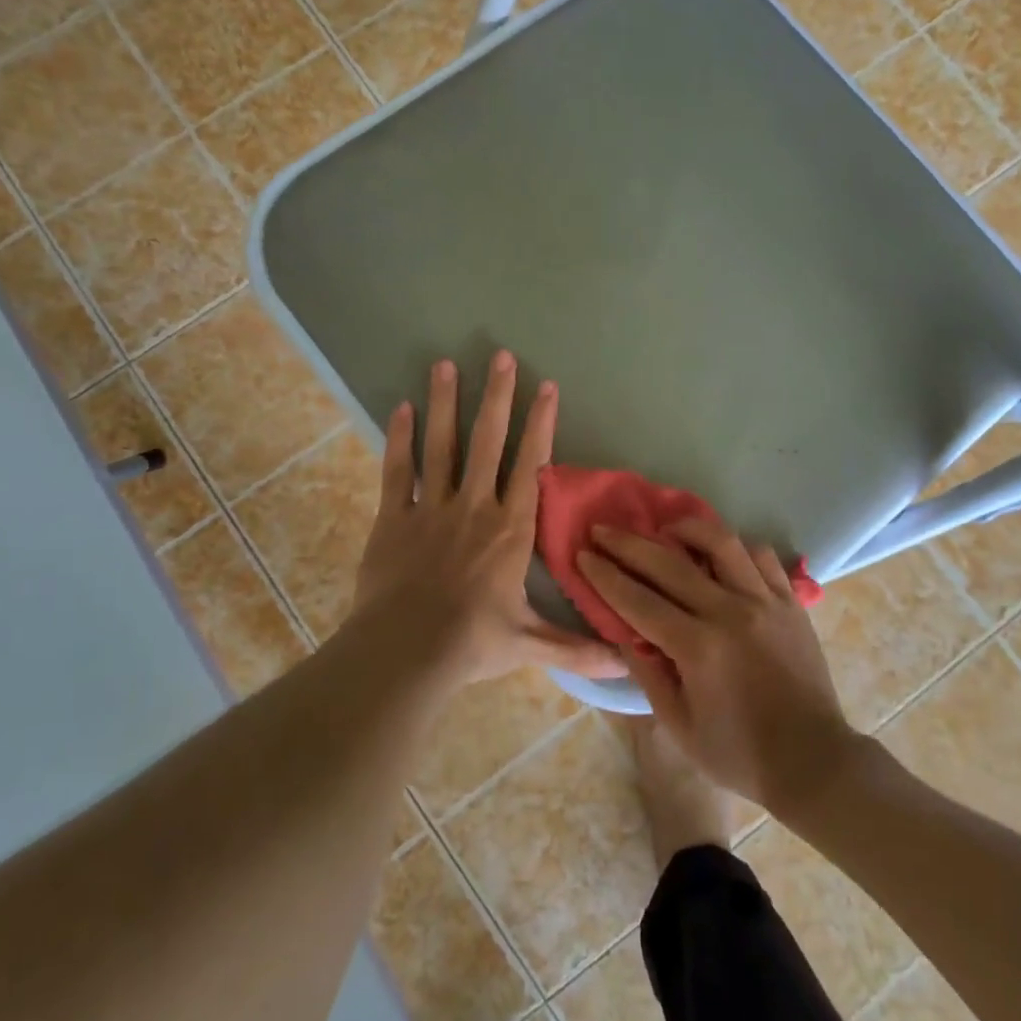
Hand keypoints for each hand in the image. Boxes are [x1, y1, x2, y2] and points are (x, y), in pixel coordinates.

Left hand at [352, 352, 627, 688]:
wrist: (405, 651)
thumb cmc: (472, 643)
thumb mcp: (530, 646)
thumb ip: (576, 649)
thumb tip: (627, 664)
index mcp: (510, 529)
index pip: (531, 465)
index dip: (540, 424)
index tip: (546, 386)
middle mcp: (474, 506)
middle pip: (488, 442)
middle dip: (496, 396)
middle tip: (500, 356)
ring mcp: (430, 508)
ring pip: (441, 446)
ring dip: (444, 403)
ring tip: (445, 364)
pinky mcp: (393, 517)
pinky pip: (397, 470)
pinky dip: (399, 438)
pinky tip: (400, 407)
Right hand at [578, 521, 859, 809]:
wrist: (813, 761)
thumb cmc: (738, 753)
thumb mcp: (679, 725)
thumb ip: (647, 672)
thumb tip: (622, 631)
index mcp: (698, 647)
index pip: (638, 599)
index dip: (605, 575)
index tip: (583, 554)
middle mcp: (730, 612)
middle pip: (669, 562)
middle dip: (628, 542)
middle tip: (603, 529)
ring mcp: (765, 601)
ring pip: (721, 542)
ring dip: (686, 528)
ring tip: (666, 529)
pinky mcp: (791, 602)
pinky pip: (761, 556)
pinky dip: (736, 547)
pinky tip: (719, 554)